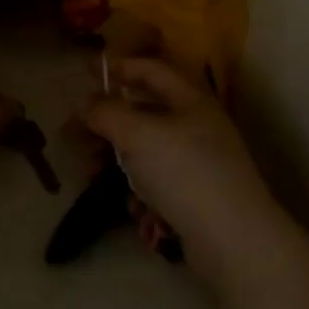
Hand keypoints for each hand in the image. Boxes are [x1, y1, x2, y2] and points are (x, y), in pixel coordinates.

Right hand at [83, 58, 284, 280]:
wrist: (234, 241)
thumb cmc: (186, 173)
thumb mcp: (139, 135)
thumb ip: (106, 113)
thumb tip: (84, 104)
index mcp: (190, 101)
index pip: (150, 70)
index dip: (118, 67)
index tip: (85, 71)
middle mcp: (195, 126)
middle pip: (142, 112)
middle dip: (107, 122)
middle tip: (74, 135)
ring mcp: (196, 162)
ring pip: (144, 149)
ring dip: (115, 157)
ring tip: (90, 173)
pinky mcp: (193, 195)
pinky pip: (155, 180)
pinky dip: (137, 186)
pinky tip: (130, 204)